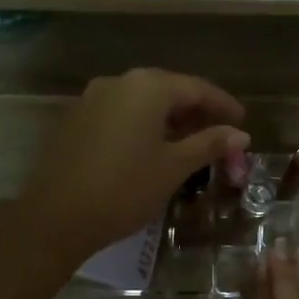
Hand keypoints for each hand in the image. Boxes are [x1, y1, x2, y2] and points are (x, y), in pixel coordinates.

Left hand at [9, 68, 246, 268]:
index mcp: (147, 86)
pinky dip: (143, 124)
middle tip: (219, 133)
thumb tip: (240, 134)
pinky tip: (152, 148)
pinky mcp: (76, 119)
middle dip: (196, 110)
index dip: (223, 105)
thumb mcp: (174, 167)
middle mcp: (119, 82)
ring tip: (190, 142)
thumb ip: (208, 144)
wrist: (56, 217)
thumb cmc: (124, 189)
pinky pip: (120, 113)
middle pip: (168, 89)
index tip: (242, 122)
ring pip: (142, 101)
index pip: (196, 87)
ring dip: (169, 118)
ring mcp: (92, 98)